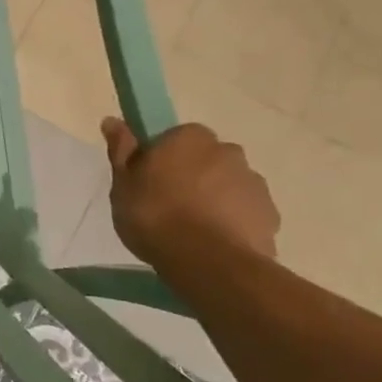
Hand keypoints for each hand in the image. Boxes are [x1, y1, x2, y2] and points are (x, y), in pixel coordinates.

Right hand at [101, 119, 279, 270]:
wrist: (207, 261)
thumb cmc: (155, 216)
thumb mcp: (122, 184)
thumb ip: (121, 150)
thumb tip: (111, 120)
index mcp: (189, 137)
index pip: (176, 138)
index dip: (162, 159)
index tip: (150, 181)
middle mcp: (227, 151)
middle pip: (206, 160)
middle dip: (193, 176)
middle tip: (169, 205)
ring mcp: (253, 183)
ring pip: (228, 185)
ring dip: (214, 199)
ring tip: (193, 230)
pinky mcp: (270, 214)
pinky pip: (246, 212)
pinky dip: (233, 222)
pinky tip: (214, 244)